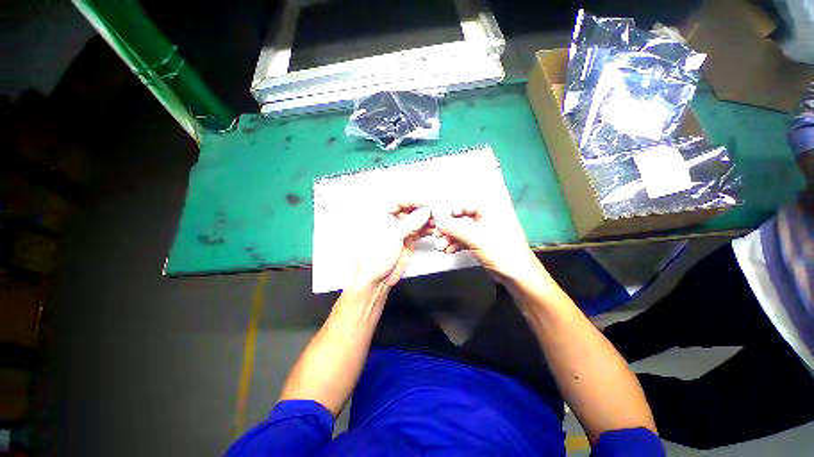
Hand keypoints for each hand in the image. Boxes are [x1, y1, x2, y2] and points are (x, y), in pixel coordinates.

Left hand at [352, 204, 432, 287]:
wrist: (376, 279)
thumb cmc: (374, 256)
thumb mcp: (392, 235)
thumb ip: (410, 222)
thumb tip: (424, 212)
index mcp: (381, 216)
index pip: (398, 202)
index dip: (412, 201)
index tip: (425, 204)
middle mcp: (391, 222)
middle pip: (409, 211)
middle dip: (422, 212)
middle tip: (433, 213)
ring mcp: (400, 231)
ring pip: (415, 221)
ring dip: (426, 221)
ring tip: (435, 222)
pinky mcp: (407, 241)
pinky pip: (419, 232)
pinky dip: (426, 230)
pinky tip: (433, 229)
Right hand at [433, 204, 539, 284]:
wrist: (517, 275)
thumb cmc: (500, 250)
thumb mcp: (475, 237)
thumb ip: (454, 228)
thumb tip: (438, 222)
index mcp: (488, 210)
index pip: (463, 207)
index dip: (449, 214)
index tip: (437, 222)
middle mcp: (486, 218)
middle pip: (461, 220)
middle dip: (448, 229)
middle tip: (437, 237)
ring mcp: (483, 232)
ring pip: (462, 232)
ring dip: (450, 239)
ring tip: (441, 247)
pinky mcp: (482, 244)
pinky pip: (465, 241)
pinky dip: (456, 245)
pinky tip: (449, 250)